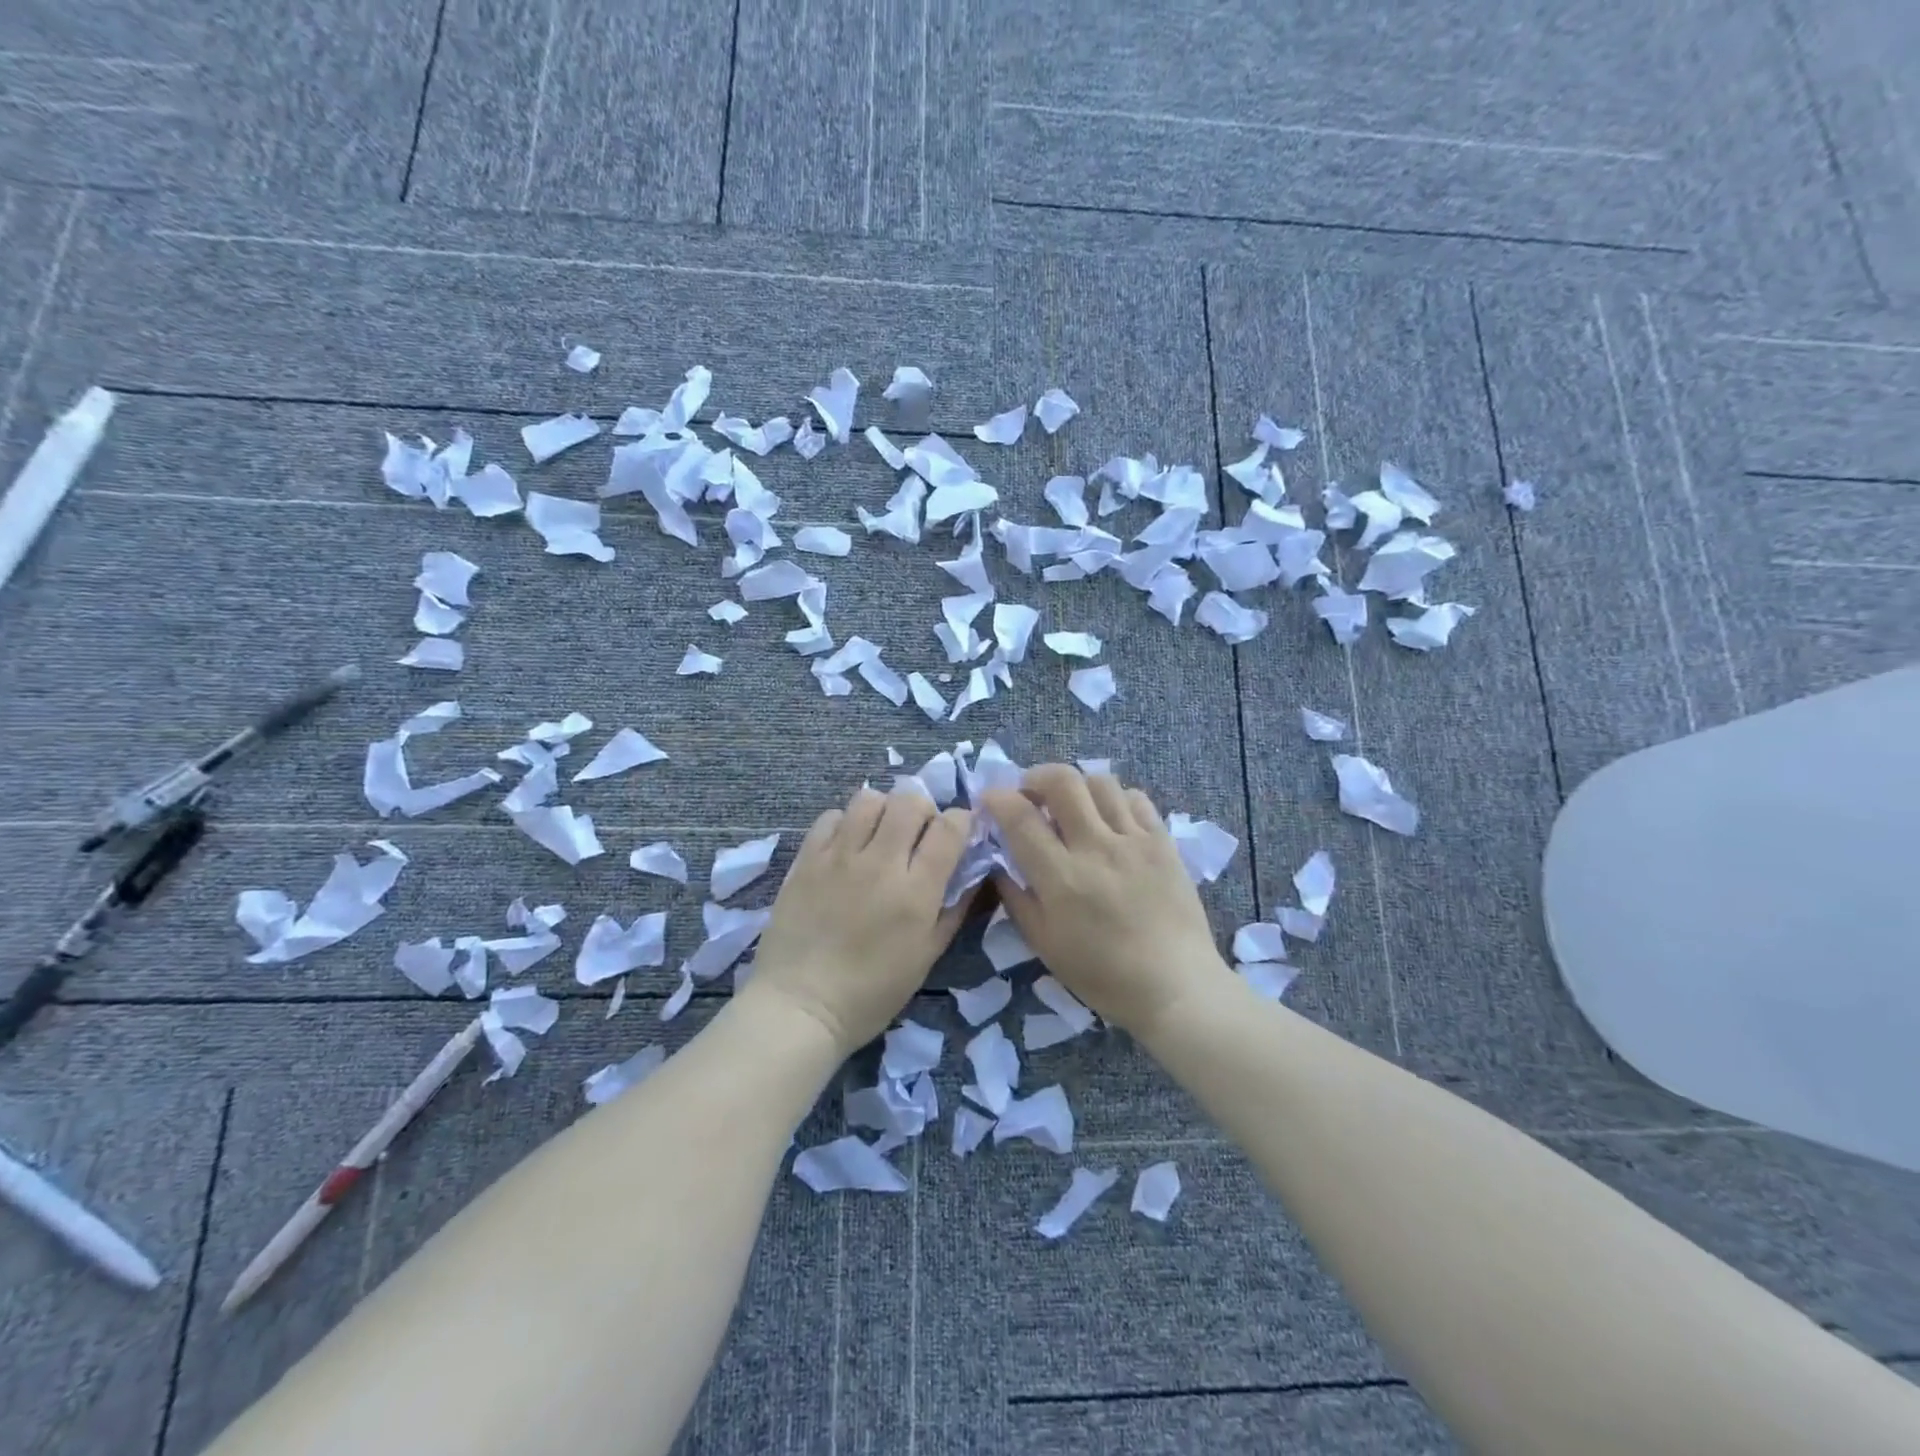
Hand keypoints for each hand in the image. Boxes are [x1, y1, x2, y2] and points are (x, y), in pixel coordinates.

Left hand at [747, 786, 974, 1055]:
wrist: (800, 1006)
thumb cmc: (872, 992)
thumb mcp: (927, 956)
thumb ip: (955, 909)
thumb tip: (975, 872)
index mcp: (917, 891)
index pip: (950, 827)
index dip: (961, 821)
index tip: (958, 833)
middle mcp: (881, 862)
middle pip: (911, 800)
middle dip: (924, 809)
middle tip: (918, 833)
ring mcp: (839, 856)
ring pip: (869, 798)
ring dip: (884, 810)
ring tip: (881, 834)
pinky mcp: (807, 858)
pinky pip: (832, 816)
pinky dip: (846, 823)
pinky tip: (847, 846)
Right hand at [984, 765, 1231, 1037]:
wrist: (1175, 986)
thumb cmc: (1102, 975)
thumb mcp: (1044, 944)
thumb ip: (1016, 899)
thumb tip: (998, 864)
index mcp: (1061, 877)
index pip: (1020, 817)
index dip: (998, 799)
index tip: (990, 799)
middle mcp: (1096, 847)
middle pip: (1062, 781)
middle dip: (1036, 777)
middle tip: (1030, 794)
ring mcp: (1134, 840)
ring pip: (1100, 782)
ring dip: (1076, 786)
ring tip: (1072, 805)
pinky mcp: (1163, 842)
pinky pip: (1136, 798)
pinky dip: (1115, 799)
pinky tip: (1110, 818)